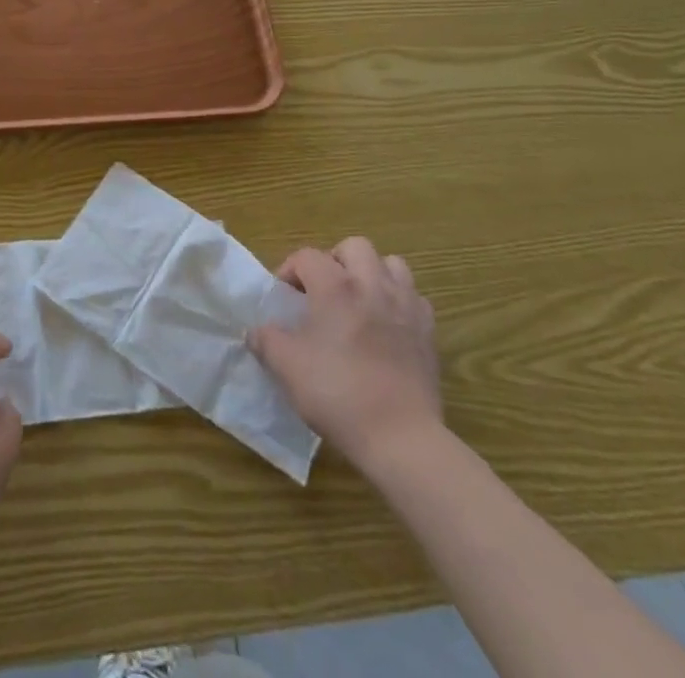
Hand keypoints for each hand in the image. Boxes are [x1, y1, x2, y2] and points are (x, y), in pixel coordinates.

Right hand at [250, 238, 441, 472]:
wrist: (400, 437)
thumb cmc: (337, 394)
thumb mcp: (286, 366)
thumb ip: (265, 340)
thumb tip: (256, 331)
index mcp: (335, 287)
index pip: (307, 256)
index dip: (289, 270)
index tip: (284, 298)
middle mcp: (372, 285)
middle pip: (354, 246)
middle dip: (335, 260)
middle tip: (323, 290)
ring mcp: (406, 307)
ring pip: (392, 264)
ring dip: (372, 274)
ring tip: (358, 300)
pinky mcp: (428, 333)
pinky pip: (414, 298)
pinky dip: (399, 302)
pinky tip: (387, 326)